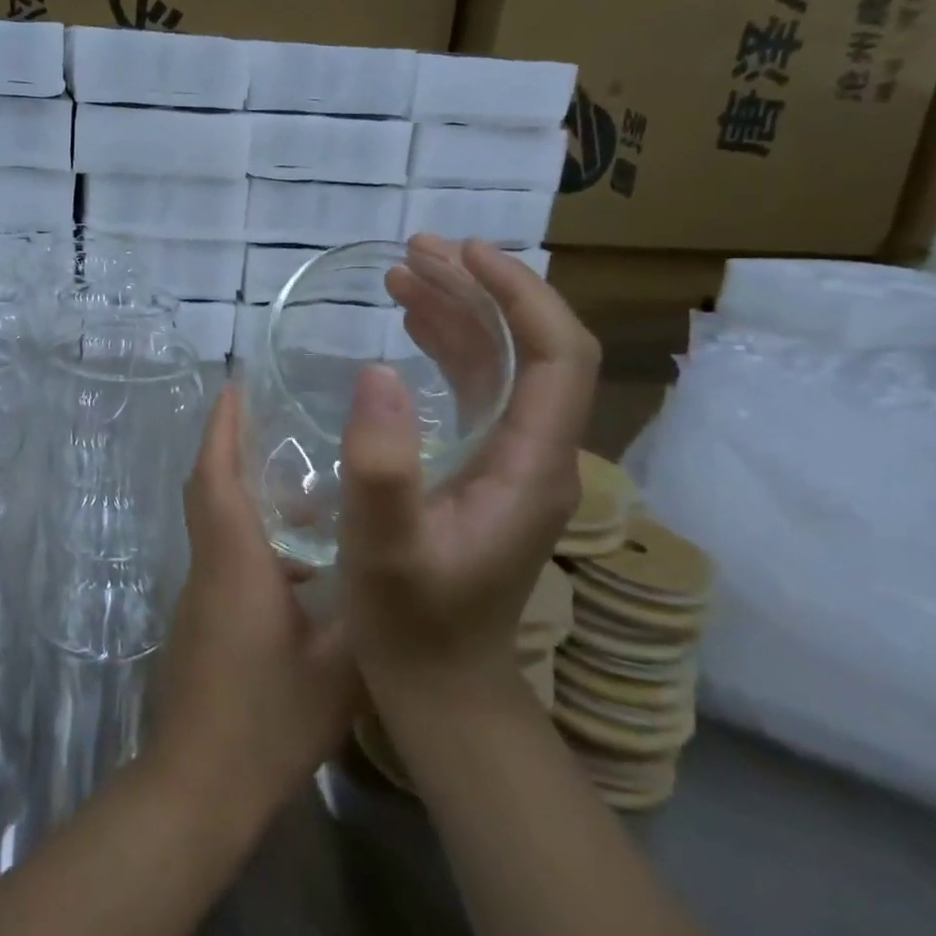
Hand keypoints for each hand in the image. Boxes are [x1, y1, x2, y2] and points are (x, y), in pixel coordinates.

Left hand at [151, 386, 360, 832]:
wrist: (198, 785)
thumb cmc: (268, 720)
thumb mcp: (341, 668)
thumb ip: (369, 613)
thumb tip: (396, 566)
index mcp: (235, 562)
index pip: (215, 477)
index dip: (222, 428)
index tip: (233, 386)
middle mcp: (208, 566)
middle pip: (207, 489)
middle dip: (228, 445)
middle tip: (271, 416)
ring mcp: (198, 595)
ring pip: (214, 522)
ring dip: (243, 490)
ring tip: (304, 482)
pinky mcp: (200, 620)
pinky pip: (221, 554)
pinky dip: (249, 534)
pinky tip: (299, 560)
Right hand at [339, 236, 599, 709]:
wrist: (441, 683)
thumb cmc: (413, 622)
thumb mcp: (386, 548)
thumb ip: (382, 466)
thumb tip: (375, 370)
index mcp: (533, 464)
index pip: (560, 354)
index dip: (520, 293)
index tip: (463, 253)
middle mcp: (537, 452)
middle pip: (532, 345)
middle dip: (480, 288)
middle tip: (415, 252)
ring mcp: (513, 459)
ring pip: (503, 362)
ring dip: (459, 311)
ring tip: (402, 275)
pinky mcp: (486, 467)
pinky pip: (479, 387)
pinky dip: (448, 347)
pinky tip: (411, 328)